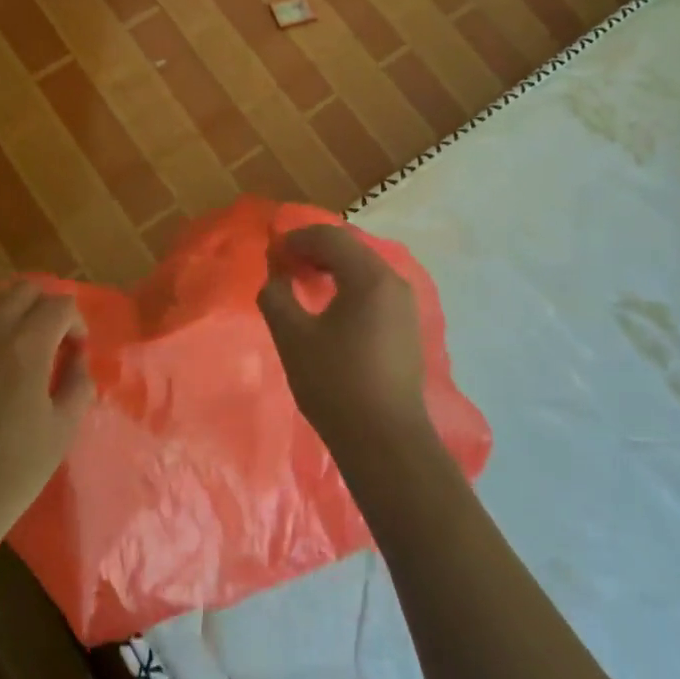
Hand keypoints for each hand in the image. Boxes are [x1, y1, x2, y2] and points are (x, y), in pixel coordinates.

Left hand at [0, 280, 93, 543]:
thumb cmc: (10, 473)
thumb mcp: (62, 431)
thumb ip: (79, 383)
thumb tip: (77, 358)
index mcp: (27, 347)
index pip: (61, 305)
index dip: (76, 323)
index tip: (75, 350)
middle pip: (26, 289)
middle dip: (45, 308)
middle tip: (49, 339)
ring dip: (8, 304)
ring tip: (12, 331)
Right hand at [257, 225, 431, 463]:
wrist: (386, 442)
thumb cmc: (335, 383)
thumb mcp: (292, 336)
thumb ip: (276, 296)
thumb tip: (276, 278)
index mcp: (369, 276)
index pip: (329, 236)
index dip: (296, 239)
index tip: (272, 253)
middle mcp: (393, 281)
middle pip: (349, 248)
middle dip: (314, 250)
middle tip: (284, 265)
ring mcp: (405, 305)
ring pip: (363, 268)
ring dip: (331, 268)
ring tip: (302, 284)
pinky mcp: (407, 327)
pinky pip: (373, 289)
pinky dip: (348, 286)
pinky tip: (330, 308)